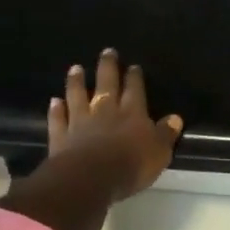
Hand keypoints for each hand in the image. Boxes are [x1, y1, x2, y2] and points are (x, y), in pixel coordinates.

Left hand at [46, 48, 182, 201]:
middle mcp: (105, 111)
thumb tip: (175, 118)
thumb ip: (166, 134)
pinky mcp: (61, 136)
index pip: (135, 90)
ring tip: (76, 68)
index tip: (133, 66)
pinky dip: (56, 110)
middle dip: (108, 67)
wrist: (91, 178)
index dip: (134, 77)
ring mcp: (80, 122)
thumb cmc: (132, 165)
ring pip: (78, 96)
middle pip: (106, 84)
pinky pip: (58, 119)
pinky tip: (54, 101)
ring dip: (76, 82)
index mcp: (132, 113)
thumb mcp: (159, 151)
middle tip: (107, 51)